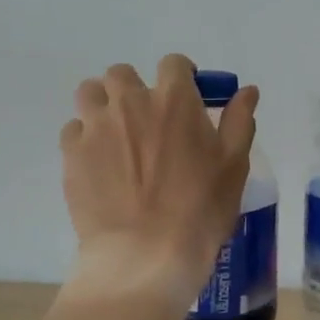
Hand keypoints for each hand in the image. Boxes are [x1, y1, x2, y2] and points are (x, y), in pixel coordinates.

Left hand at [59, 55, 258, 301]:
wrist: (145, 256)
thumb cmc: (200, 210)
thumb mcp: (233, 166)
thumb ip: (239, 121)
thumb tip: (248, 90)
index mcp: (174, 100)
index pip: (173, 63)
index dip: (180, 76)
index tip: (185, 97)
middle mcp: (131, 102)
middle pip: (122, 73)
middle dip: (134, 88)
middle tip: (146, 120)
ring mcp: (96, 127)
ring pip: (90, 93)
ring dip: (102, 104)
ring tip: (114, 133)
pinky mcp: (72, 154)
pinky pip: (73, 130)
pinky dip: (84, 138)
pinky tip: (97, 162)